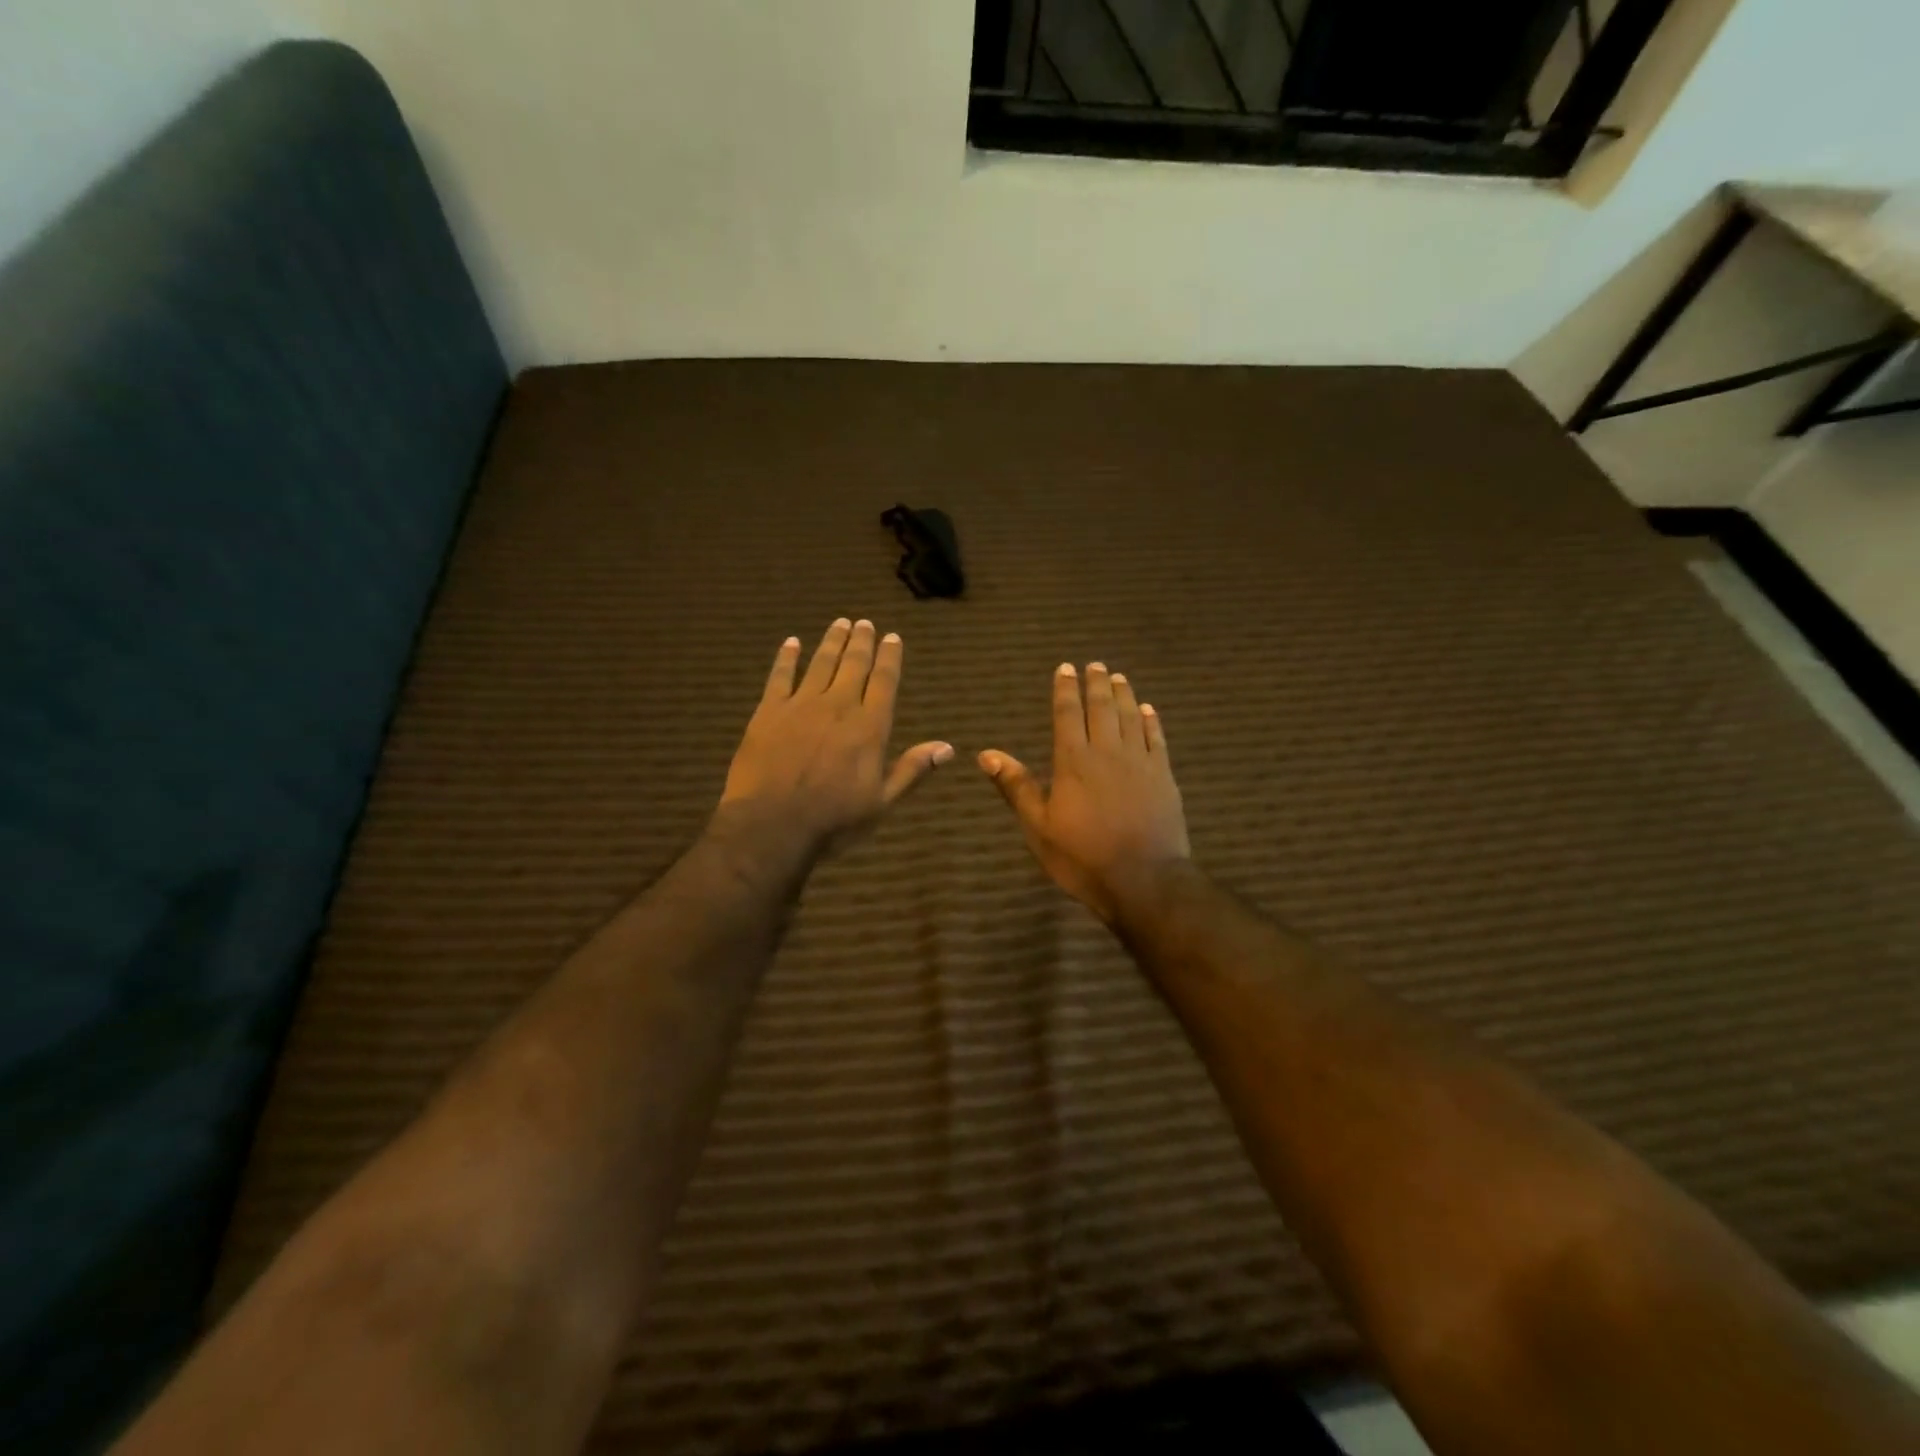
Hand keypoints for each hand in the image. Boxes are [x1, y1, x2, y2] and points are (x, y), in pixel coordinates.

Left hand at [720, 618, 951, 856]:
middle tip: (865, 623)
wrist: (771, 824)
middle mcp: (838, 706)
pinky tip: (791, 643)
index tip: (892, 637)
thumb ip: (911, 770)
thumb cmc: (833, 820)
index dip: (889, 658)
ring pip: (820, 663)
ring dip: (832, 641)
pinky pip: (779, 676)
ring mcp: (801, 705)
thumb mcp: (881, 802)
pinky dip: (786, 657)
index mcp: (869, 727)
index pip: (884, 682)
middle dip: (861, 641)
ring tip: (839, 623)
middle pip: (853, 665)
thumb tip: (947, 747)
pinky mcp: (769, 711)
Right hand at [980, 662, 1189, 922]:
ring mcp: (1140, 762)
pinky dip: (1151, 721)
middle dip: (1096, 684)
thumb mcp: (1038, 827)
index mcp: (1073, 761)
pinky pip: (1157, 739)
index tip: (1066, 668)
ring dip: (1123, 695)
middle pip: (1101, 708)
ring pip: (1130, 717)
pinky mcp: (1164, 777)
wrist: (1144, 880)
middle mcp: (1107, 752)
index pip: (1067, 714)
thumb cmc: (1083, 857)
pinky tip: (1148, 710)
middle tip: (1095, 664)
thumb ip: (1016, 787)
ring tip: (1119, 677)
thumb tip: (986, 754)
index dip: (1065, 689)